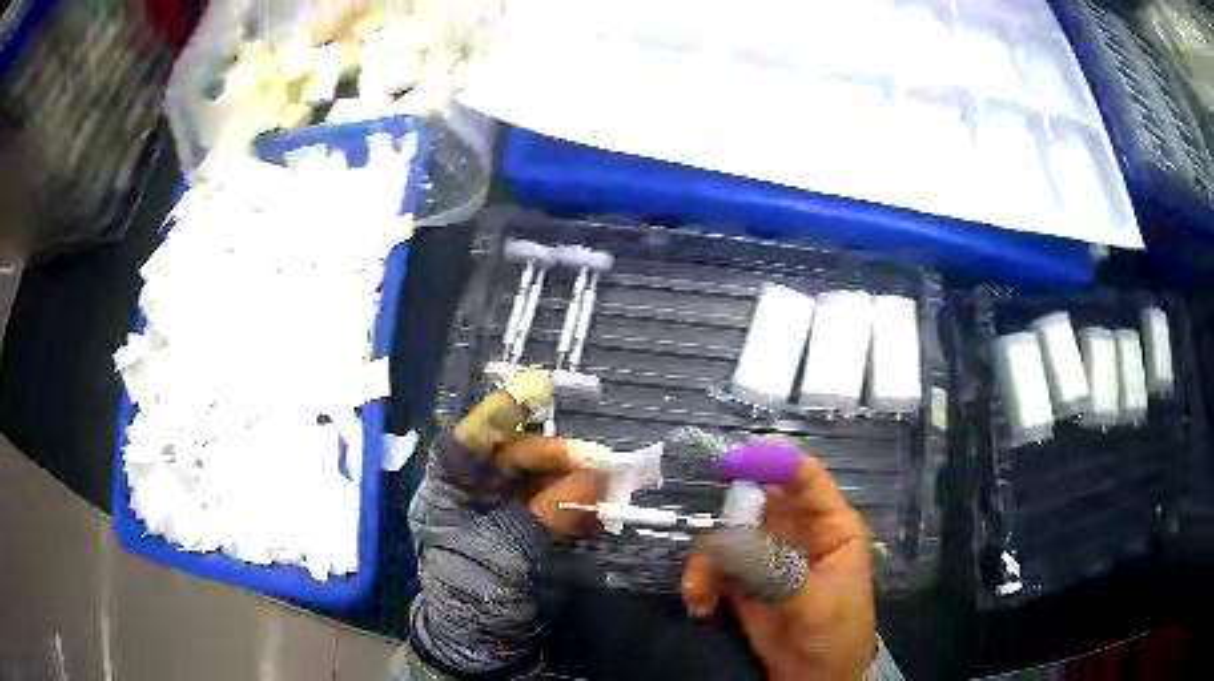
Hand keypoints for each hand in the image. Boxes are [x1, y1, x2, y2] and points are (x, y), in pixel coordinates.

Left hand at [407, 433, 604, 675]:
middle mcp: (472, 490)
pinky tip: (597, 507)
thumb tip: (598, 473)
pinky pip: (551, 504)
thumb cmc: (473, 588)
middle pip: (514, 454)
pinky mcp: (523, 528)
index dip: (505, 409)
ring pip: (537, 478)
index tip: (540, 387)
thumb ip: (551, 508)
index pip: (474, 434)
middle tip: (598, 462)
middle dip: (556, 455)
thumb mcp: (508, 547)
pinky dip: (574, 503)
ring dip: (572, 478)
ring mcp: (499, 509)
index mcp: (450, 485)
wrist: (478, 637)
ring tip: (607, 482)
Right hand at [681, 455, 874, 679]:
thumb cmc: (836, 634)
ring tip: (698, 592)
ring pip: (727, 535)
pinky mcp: (744, 581)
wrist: (815, 679)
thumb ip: (774, 569)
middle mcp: (797, 532)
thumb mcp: (815, 602)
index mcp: (830, 526)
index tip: (732, 463)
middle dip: (725, 518)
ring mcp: (768, 556)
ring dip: (706, 560)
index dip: (772, 463)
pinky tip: (699, 604)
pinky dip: (700, 580)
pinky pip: (714, 566)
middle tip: (708, 544)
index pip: (805, 479)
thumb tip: (725, 540)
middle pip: (755, 502)